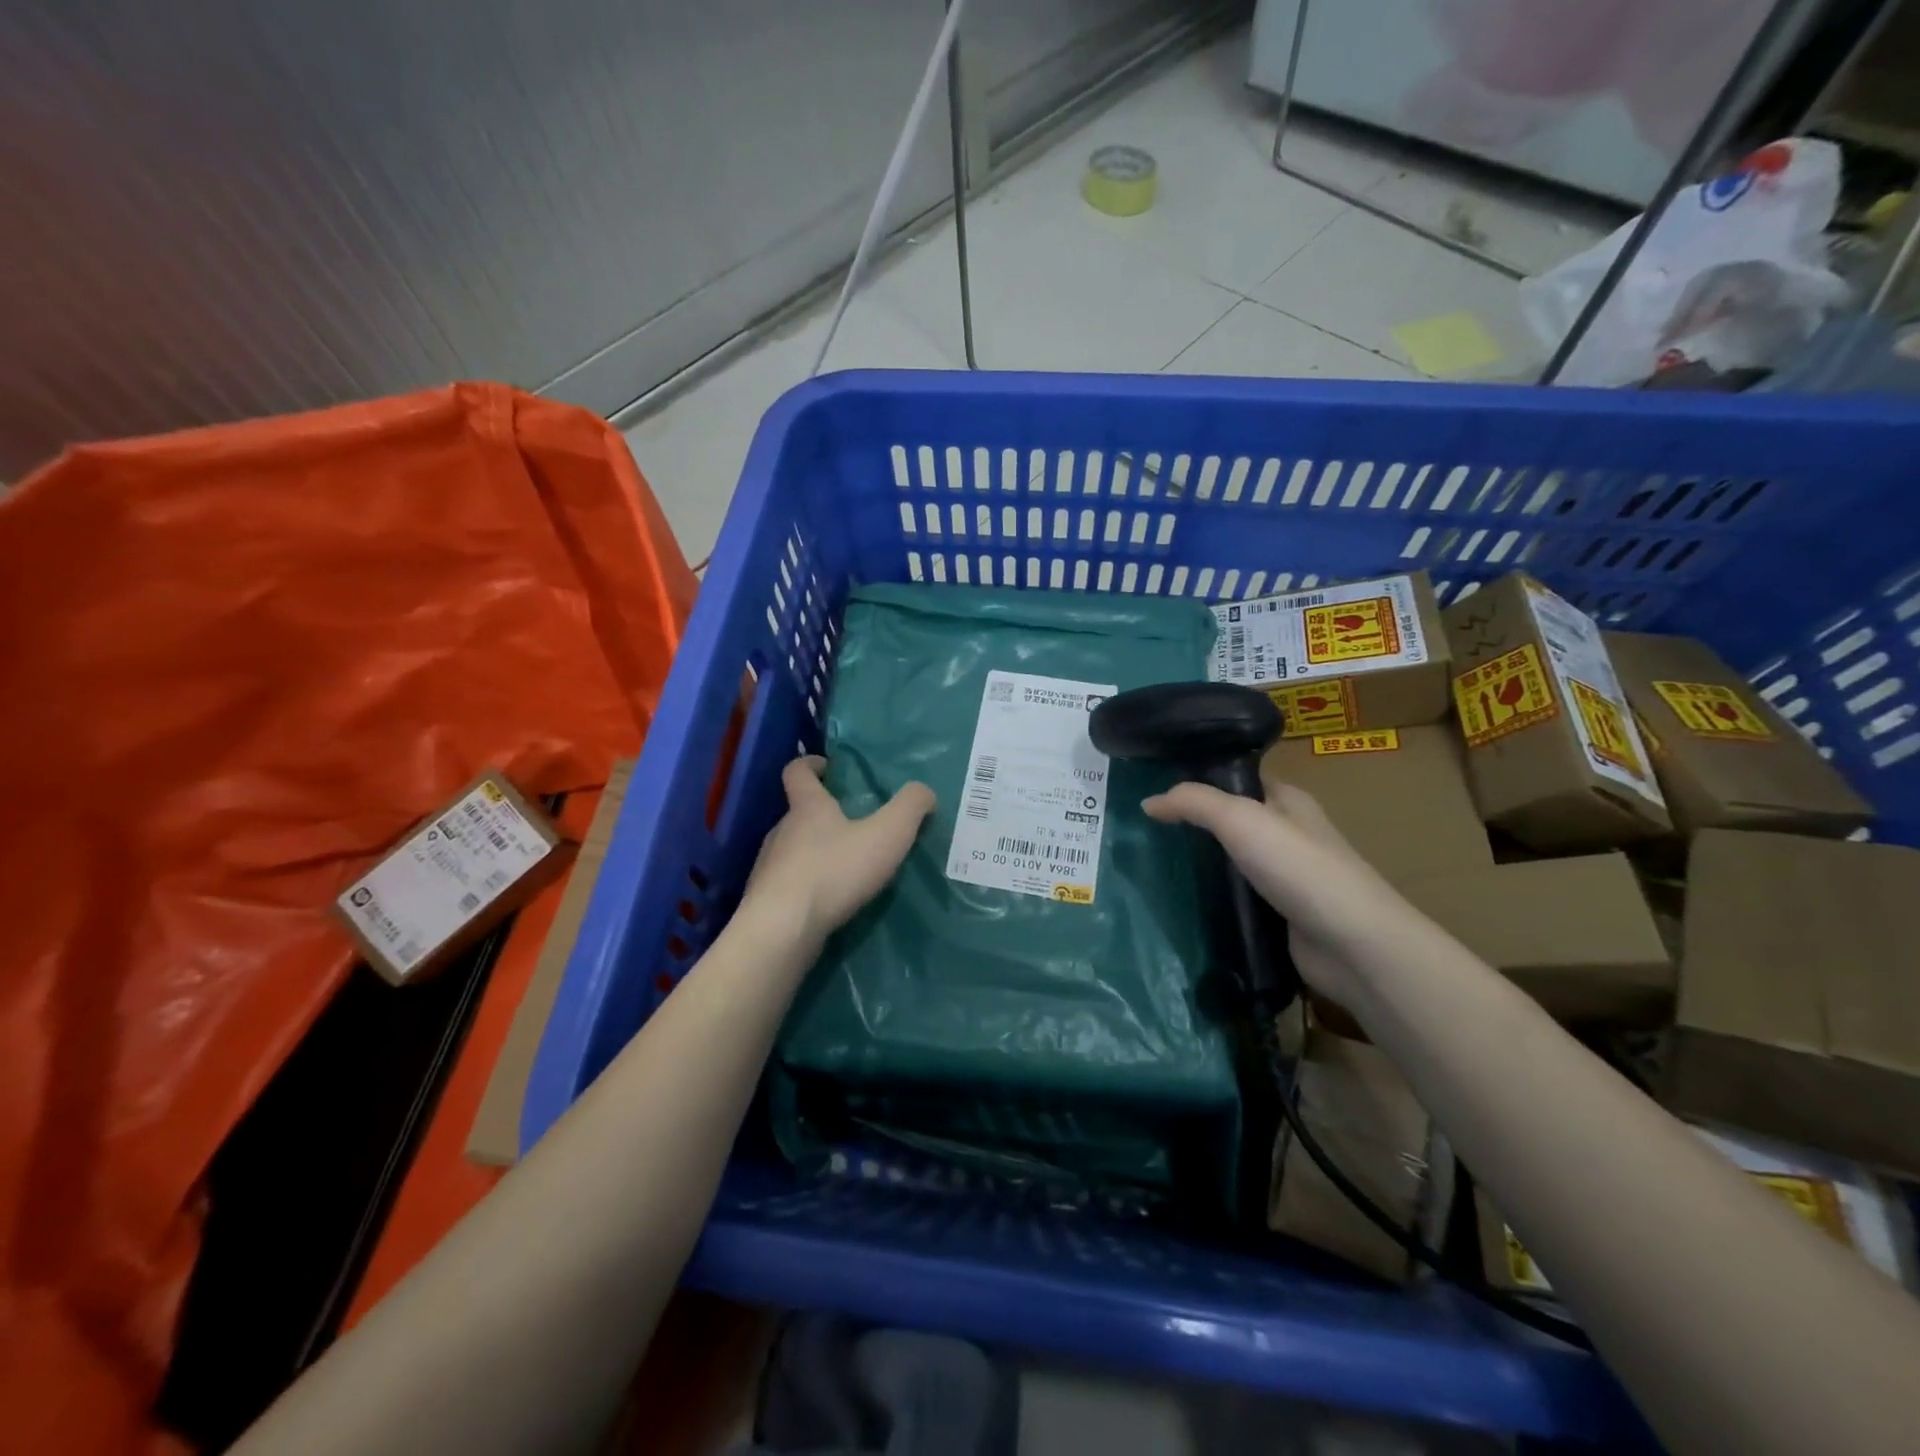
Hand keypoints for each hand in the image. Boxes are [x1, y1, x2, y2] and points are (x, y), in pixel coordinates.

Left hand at [744, 757, 934, 945]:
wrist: (782, 931)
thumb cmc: (835, 871)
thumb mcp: (888, 834)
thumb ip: (910, 808)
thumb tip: (924, 791)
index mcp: (807, 808)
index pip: (797, 771)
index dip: (810, 764)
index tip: (828, 766)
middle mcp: (782, 831)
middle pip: (798, 813)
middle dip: (823, 816)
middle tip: (853, 825)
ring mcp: (769, 868)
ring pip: (792, 850)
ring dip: (815, 853)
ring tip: (846, 869)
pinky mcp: (766, 901)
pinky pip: (789, 885)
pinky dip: (808, 887)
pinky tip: (829, 902)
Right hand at [1141, 780, 1408, 1000]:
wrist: (1352, 945)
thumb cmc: (1299, 867)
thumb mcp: (1240, 819)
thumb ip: (1193, 803)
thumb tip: (1147, 802)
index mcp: (1287, 800)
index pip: (1236, 778)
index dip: (1199, 778)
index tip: (1154, 785)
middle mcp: (1287, 834)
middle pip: (1230, 821)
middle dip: (1192, 824)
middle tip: (1144, 829)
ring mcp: (1284, 877)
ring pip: (1230, 862)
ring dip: (1199, 865)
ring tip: (1151, 863)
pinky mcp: (1278, 915)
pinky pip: (1235, 898)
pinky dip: (1212, 899)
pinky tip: (1180, 901)